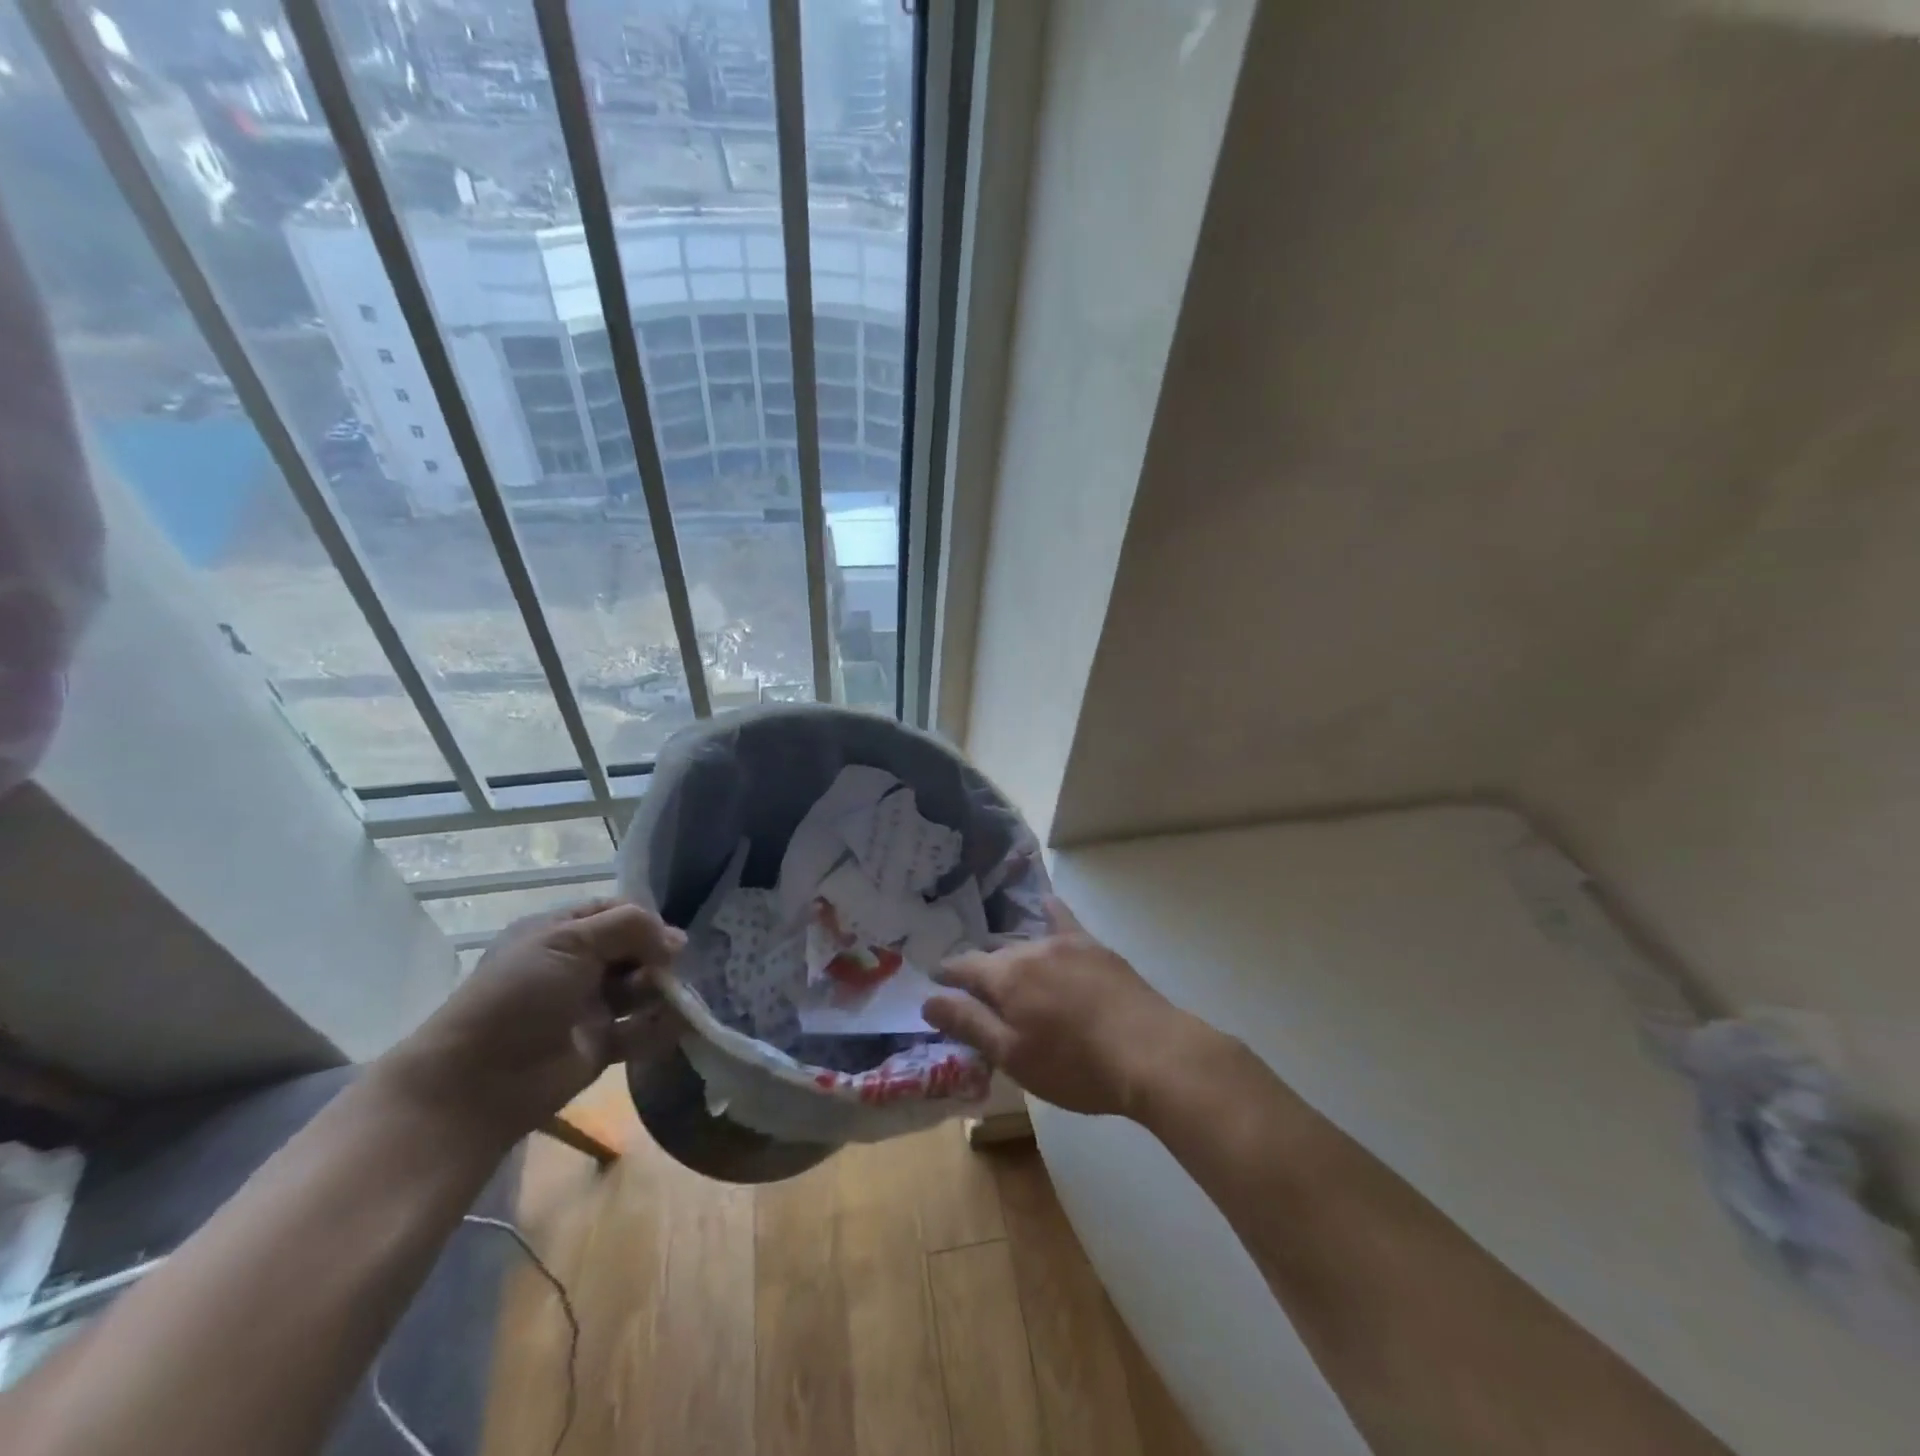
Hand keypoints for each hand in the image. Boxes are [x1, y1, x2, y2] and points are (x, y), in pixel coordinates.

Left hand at [379, 899, 685, 1144]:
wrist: (477, 1082)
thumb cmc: (519, 996)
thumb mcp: (568, 942)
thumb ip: (629, 927)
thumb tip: (677, 939)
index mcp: (559, 933)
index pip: (614, 913)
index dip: (645, 920)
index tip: (668, 935)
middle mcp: (576, 966)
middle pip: (634, 950)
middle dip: (658, 957)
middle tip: (672, 969)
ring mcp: (588, 1007)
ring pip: (641, 988)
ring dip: (663, 990)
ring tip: (675, 998)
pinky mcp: (601, 1046)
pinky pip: (641, 1029)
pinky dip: (662, 1026)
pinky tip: (678, 1024)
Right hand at [922, 897, 1208, 1117]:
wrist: (1149, 1053)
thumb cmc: (1074, 1065)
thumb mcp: (1013, 1056)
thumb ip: (969, 1022)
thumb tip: (928, 998)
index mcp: (1005, 977)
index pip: (963, 967)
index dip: (947, 976)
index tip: (937, 984)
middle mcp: (1030, 949)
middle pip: (995, 956)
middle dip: (981, 972)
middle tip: (977, 996)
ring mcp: (1065, 943)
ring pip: (1025, 943)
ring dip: (1011, 956)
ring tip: (1009, 971)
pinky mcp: (1094, 947)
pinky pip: (1063, 920)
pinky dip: (1049, 913)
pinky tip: (1046, 904)